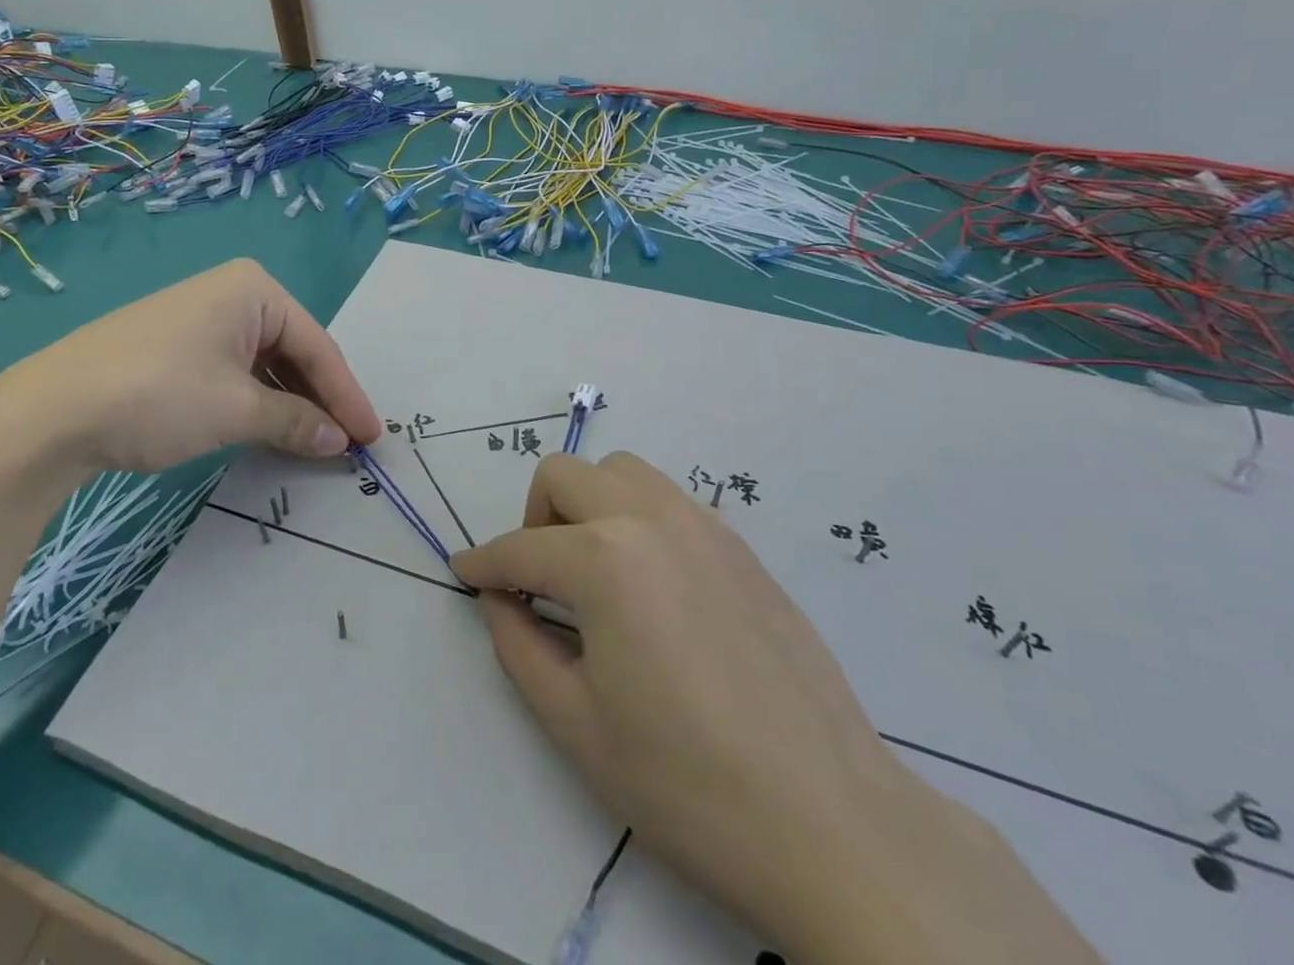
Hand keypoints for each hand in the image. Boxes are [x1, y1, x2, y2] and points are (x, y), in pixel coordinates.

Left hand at [0, 259, 381, 484]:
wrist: (47, 413)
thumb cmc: (158, 396)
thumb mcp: (237, 411)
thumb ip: (297, 422)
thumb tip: (339, 439)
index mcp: (254, 290)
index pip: (318, 346)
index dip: (348, 396)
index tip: (373, 438)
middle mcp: (231, 293)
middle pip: (293, 352)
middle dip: (320, 399)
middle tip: (348, 443)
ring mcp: (200, 318)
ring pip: (264, 364)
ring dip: (290, 404)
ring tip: (315, 442)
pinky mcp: (176, 345)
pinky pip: (234, 371)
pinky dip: (257, 402)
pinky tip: (270, 429)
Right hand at [450, 451, 1105, 964]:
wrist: (830, 820)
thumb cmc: (685, 781)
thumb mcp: (575, 723)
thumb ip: (518, 645)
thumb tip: (498, 599)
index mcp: (604, 559)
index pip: (521, 548)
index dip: (483, 563)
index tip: (463, 573)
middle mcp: (650, 518)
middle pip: (565, 476)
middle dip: (534, 518)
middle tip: (535, 579)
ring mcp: (703, 524)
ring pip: (620, 472)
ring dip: (588, 504)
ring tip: (592, 571)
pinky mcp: (739, 545)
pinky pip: (668, 500)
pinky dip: (636, 517)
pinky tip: (648, 583)